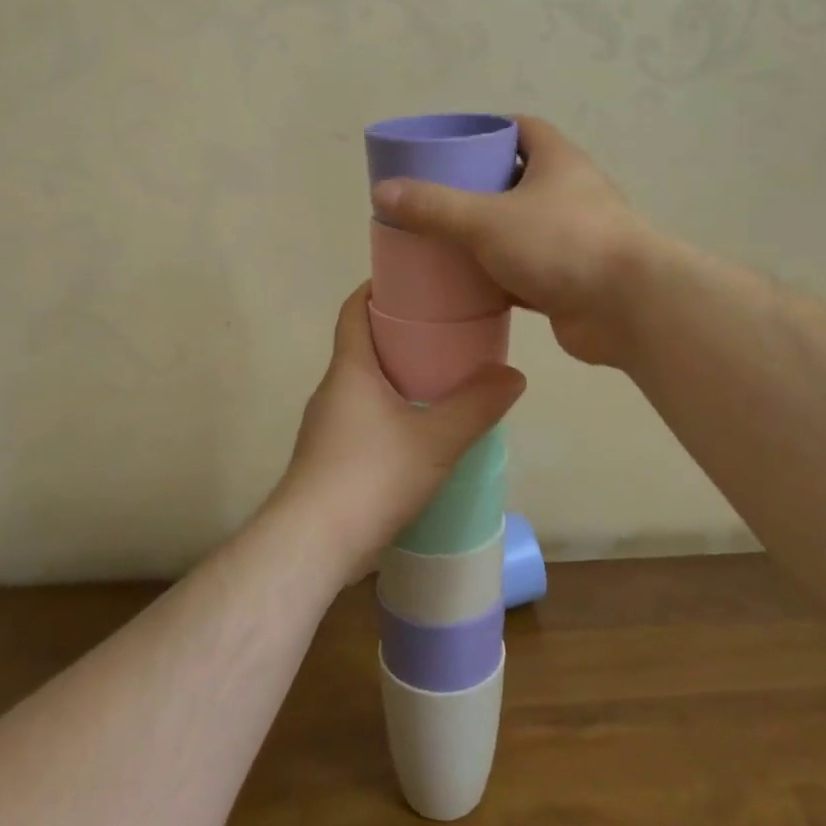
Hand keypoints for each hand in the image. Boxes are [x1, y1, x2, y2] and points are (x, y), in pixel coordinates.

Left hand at [271, 284, 524, 574]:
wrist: (312, 543)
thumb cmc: (371, 475)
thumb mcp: (436, 440)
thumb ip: (477, 406)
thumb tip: (513, 375)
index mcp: (350, 369)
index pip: (354, 310)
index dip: (376, 290)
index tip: (411, 282)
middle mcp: (331, 391)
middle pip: (362, 347)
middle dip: (399, 336)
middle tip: (445, 335)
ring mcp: (325, 427)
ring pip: (362, 387)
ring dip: (395, 379)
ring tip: (440, 383)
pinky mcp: (327, 460)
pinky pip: (361, 419)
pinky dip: (388, 413)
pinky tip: (418, 435)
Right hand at [371, 116, 652, 366]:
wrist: (628, 308)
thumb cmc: (561, 243)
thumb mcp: (487, 219)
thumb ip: (434, 206)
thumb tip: (382, 192)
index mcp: (557, 161)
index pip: (521, 129)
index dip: (486, 131)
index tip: (449, 145)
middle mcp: (568, 194)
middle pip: (515, 181)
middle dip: (476, 188)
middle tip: (432, 198)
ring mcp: (570, 239)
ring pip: (518, 230)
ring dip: (485, 236)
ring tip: (439, 242)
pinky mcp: (568, 280)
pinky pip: (522, 272)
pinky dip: (496, 278)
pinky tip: (463, 286)